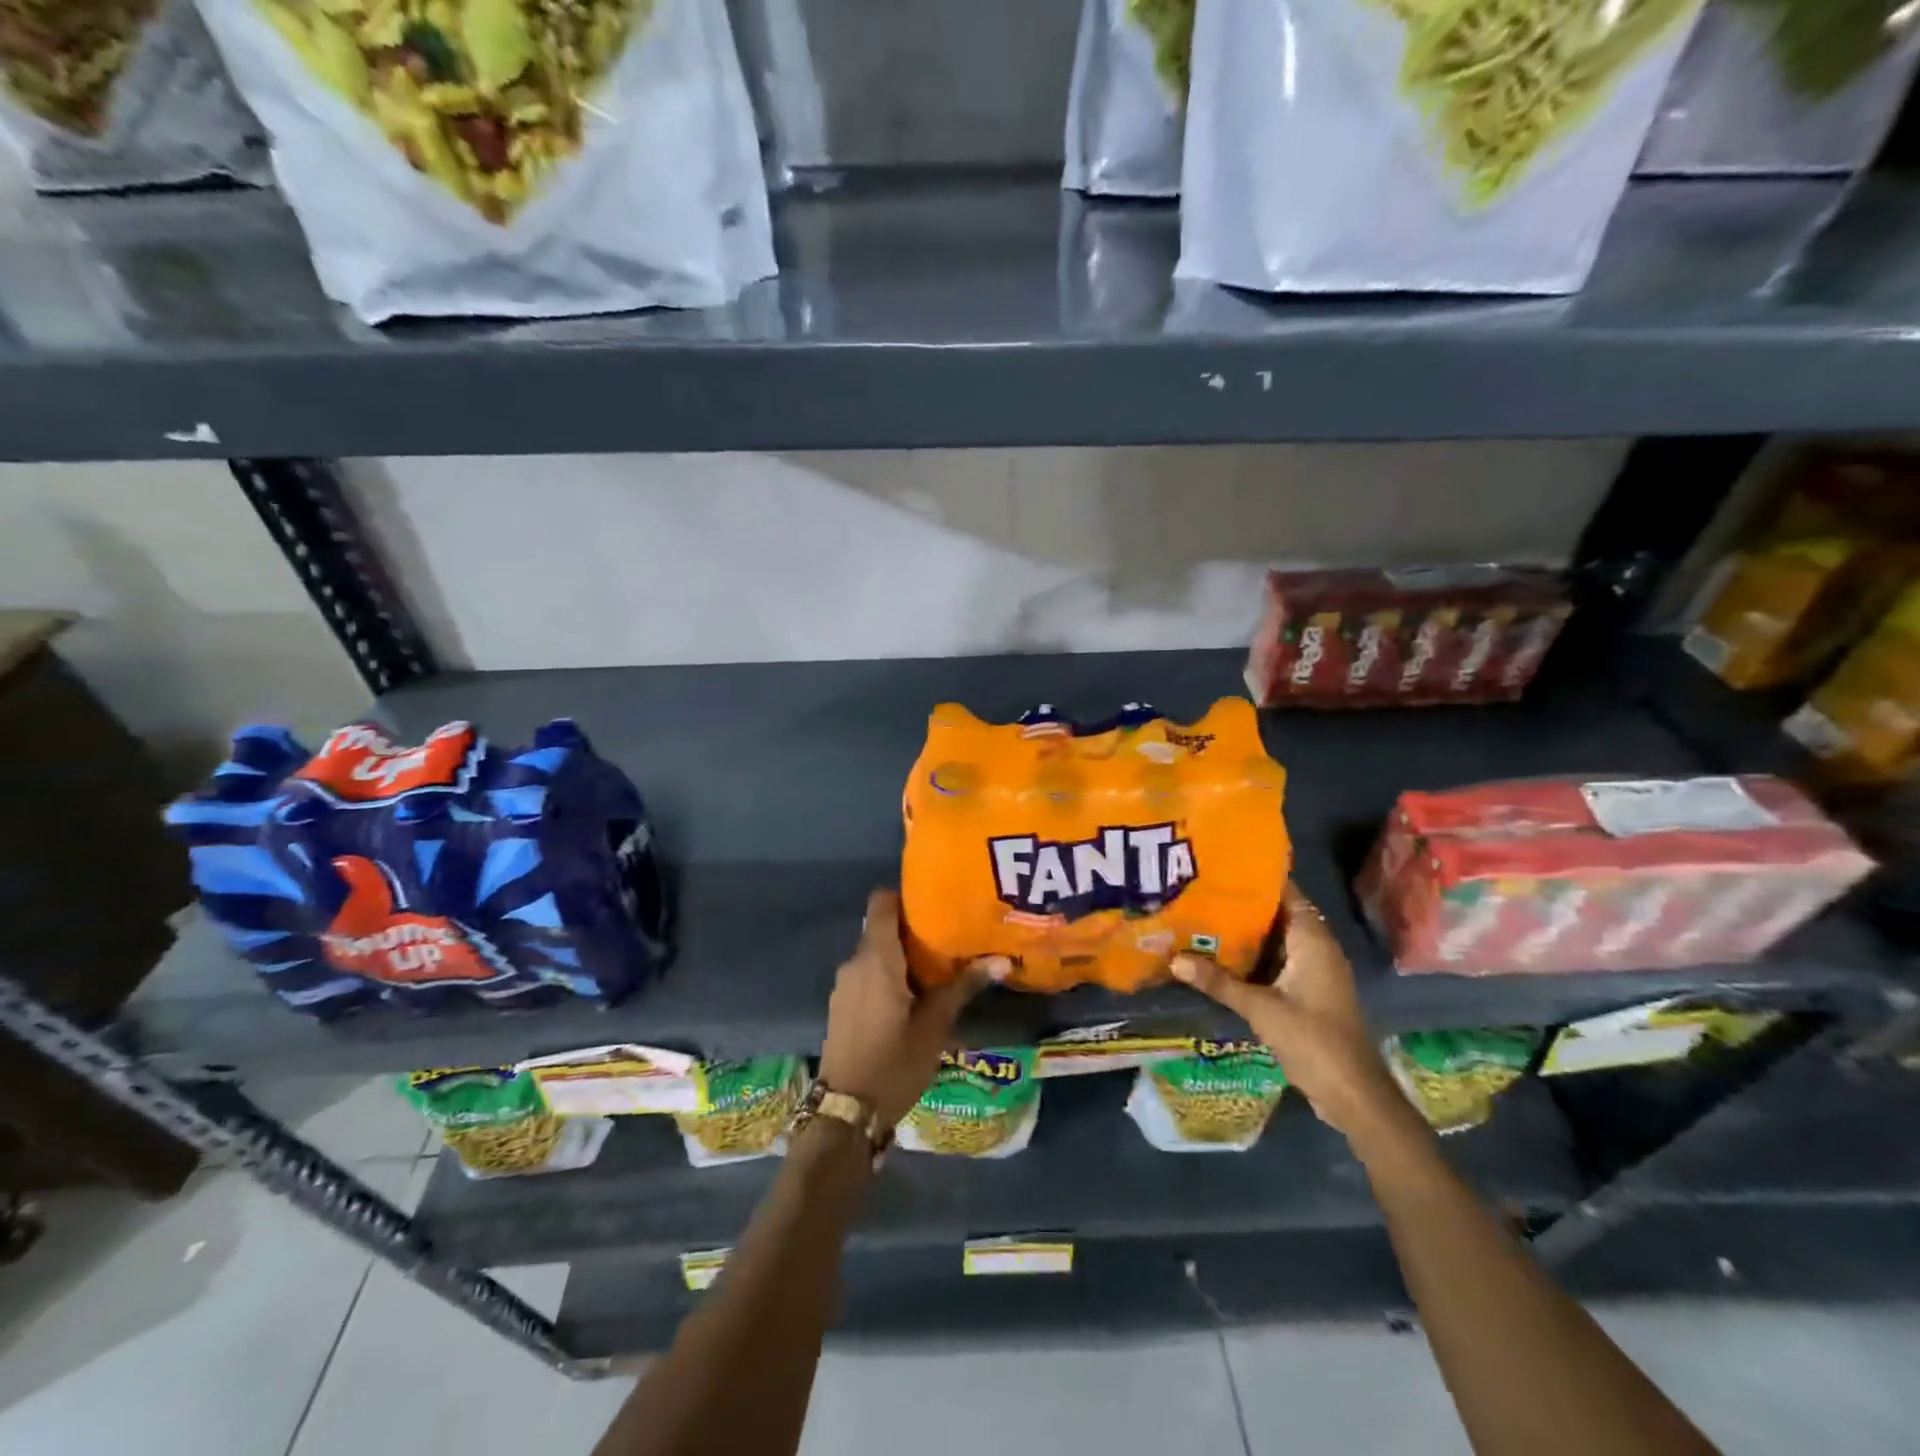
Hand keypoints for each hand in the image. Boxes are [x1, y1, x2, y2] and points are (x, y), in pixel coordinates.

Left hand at [818, 889, 1009, 1126]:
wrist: (846, 1114)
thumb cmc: (894, 1063)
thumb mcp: (935, 1026)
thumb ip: (963, 987)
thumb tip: (1001, 959)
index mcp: (876, 958)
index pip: (881, 902)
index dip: (905, 896)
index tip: (935, 904)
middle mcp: (855, 963)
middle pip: (880, 927)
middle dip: (912, 930)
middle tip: (950, 938)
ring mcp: (844, 985)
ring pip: (874, 953)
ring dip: (901, 956)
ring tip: (937, 968)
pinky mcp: (842, 1006)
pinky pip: (866, 975)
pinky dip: (888, 976)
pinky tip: (913, 997)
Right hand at [1171, 881, 1405, 1142]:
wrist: (1352, 1093)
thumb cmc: (1312, 1040)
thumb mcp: (1260, 1008)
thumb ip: (1218, 982)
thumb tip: (1174, 960)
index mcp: (1312, 939)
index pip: (1285, 892)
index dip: (1256, 877)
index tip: (1220, 866)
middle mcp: (1317, 947)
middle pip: (1278, 913)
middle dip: (1243, 903)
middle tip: (1202, 891)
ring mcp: (1315, 970)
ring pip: (1277, 937)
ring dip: (1247, 930)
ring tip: (1204, 916)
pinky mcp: (1309, 990)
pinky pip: (1278, 959)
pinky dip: (1254, 954)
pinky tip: (1222, 955)